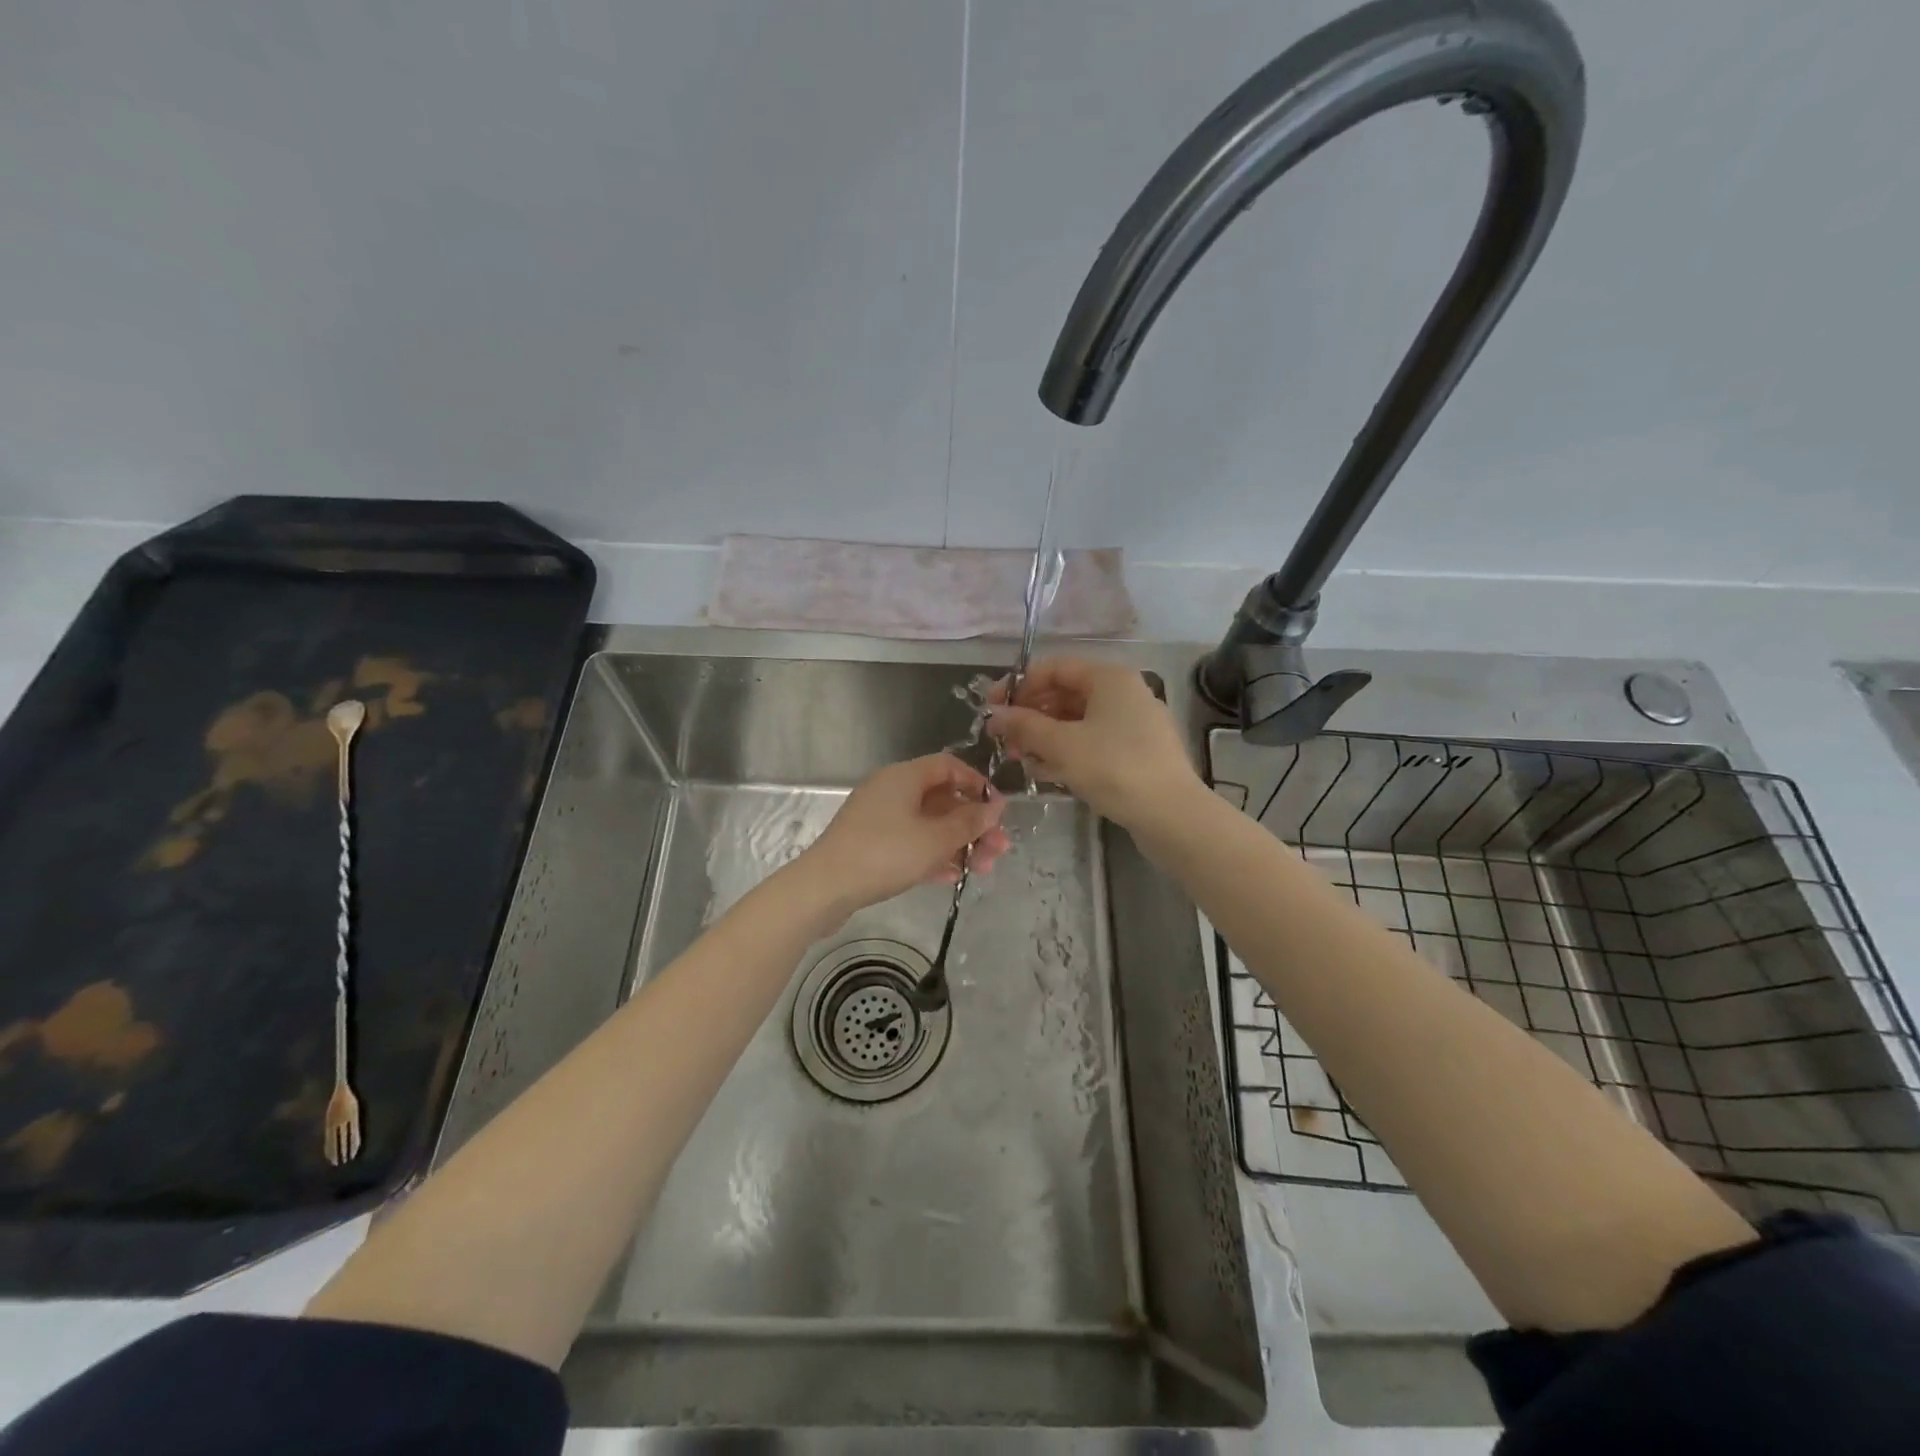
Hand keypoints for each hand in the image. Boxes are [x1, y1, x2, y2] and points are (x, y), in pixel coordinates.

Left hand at [794, 754, 1010, 922]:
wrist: (825, 888)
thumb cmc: (885, 854)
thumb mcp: (935, 839)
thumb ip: (969, 822)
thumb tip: (995, 807)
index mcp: (904, 777)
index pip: (948, 766)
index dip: (977, 784)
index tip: (997, 810)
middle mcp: (890, 790)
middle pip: (942, 799)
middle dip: (973, 824)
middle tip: (998, 850)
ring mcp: (878, 818)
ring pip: (928, 824)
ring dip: (957, 844)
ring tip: (982, 870)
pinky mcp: (870, 844)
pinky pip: (910, 842)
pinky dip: (933, 855)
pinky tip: (952, 877)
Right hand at [986, 657, 1201, 827]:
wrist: (1172, 815)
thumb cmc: (1114, 769)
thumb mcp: (1061, 745)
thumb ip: (1024, 726)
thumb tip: (994, 714)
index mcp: (1109, 678)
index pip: (1054, 668)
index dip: (1019, 686)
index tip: (992, 710)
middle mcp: (1123, 693)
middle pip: (1065, 694)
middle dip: (1030, 716)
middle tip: (1003, 741)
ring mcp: (1133, 724)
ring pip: (1077, 721)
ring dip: (1045, 737)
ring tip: (1020, 760)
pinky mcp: (1136, 752)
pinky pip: (1093, 742)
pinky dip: (1068, 752)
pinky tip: (1047, 774)